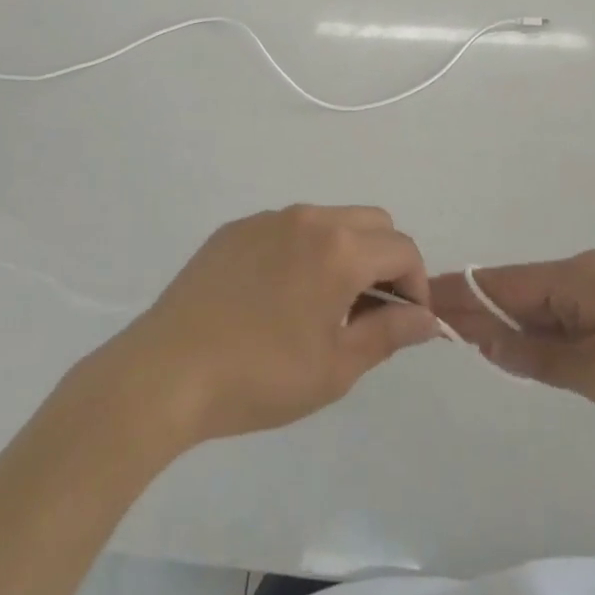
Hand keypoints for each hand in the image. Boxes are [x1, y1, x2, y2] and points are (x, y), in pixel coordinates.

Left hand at [101, 206, 441, 446]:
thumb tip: (427, 318)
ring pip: (330, 220)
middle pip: (373, 222)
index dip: (416, 284)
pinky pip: (288, 228)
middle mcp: (309, 218)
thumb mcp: (336, 367)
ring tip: (323, 305)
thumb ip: (390, 333)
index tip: (406, 322)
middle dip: (385, 260)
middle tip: (369, 311)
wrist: (167, 371)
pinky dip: (303, 250)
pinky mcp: (236, 228)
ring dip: (345, 251)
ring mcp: (269, 218)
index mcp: (340, 248)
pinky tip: (277, 296)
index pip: (403, 249)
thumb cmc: (261, 376)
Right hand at [429, 250, 594, 468]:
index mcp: (582, 276)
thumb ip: (537, 357)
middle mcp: (592, 272)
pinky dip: (545, 334)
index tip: (425, 298)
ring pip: (547, 306)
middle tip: (437, 325)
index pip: (508, 283)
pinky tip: (522, 349)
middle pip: (524, 291)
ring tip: (468, 338)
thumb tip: (486, 341)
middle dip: (484, 310)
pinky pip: (572, 317)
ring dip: (513, 325)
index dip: (466, 293)